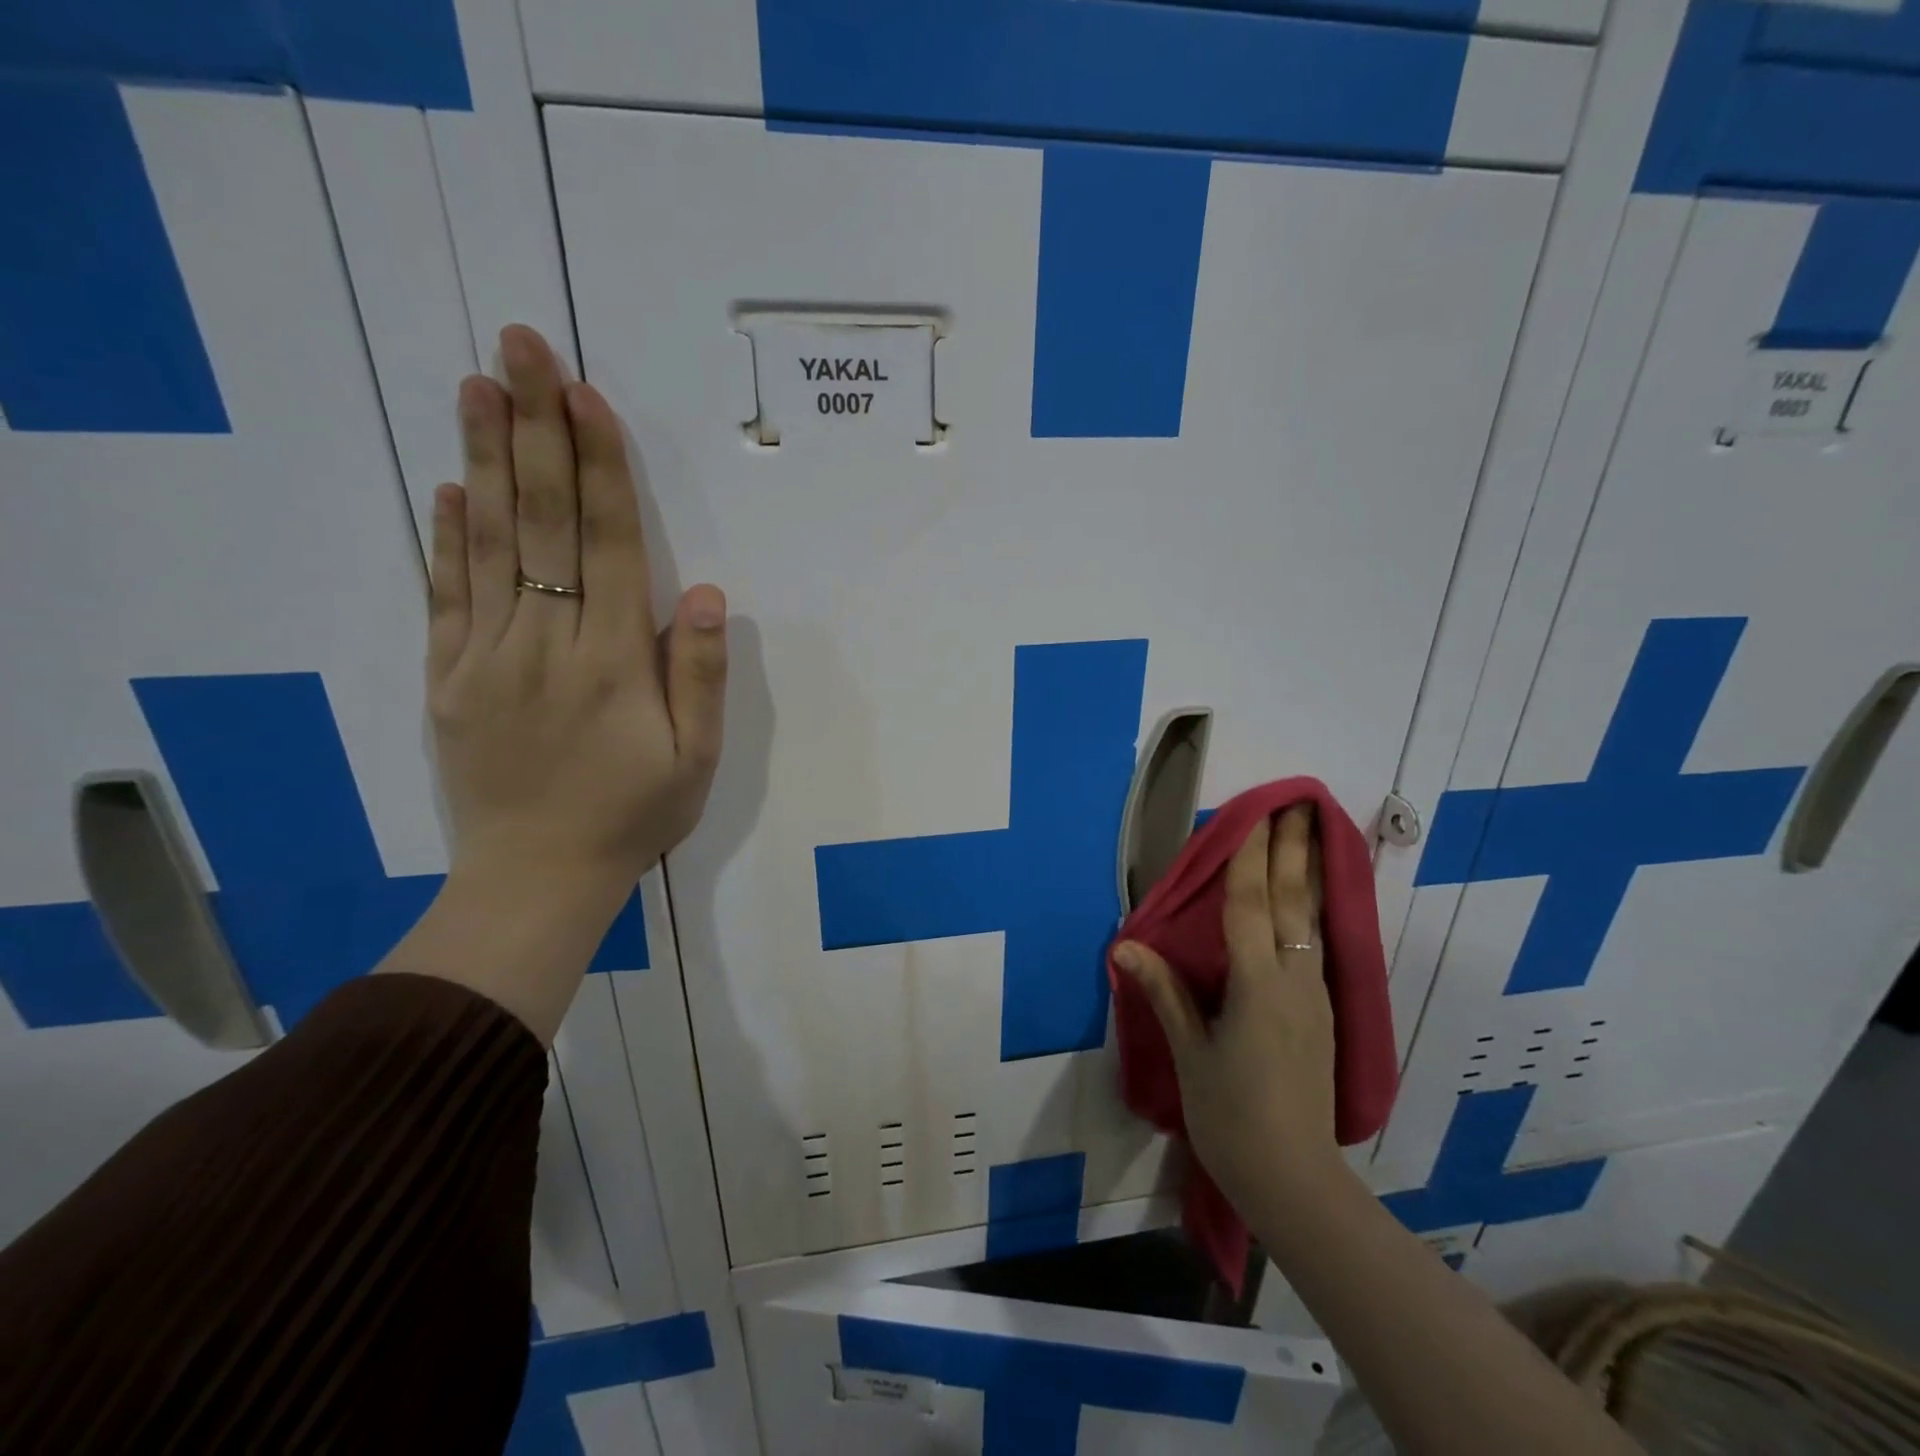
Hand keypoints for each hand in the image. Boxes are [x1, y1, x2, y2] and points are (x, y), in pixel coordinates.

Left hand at [427, 325, 726, 892]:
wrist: (536, 880)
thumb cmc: (632, 817)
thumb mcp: (696, 759)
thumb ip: (699, 675)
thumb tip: (708, 595)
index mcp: (613, 662)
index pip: (608, 545)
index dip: (600, 467)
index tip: (584, 395)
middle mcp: (546, 644)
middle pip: (544, 523)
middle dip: (535, 430)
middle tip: (519, 347)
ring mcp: (486, 658)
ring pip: (489, 545)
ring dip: (486, 461)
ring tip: (477, 387)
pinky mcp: (447, 680)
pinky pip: (446, 597)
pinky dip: (446, 538)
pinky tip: (450, 488)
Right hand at [1114, 805, 1339, 1212]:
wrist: (1294, 1180)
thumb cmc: (1230, 1116)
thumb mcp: (1190, 1053)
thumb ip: (1164, 993)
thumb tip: (1126, 946)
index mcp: (1256, 986)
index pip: (1249, 906)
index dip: (1250, 857)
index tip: (1257, 814)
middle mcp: (1294, 980)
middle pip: (1293, 902)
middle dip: (1295, 850)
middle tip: (1302, 804)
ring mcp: (1315, 997)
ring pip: (1312, 920)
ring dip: (1310, 873)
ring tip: (1314, 836)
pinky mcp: (1323, 1014)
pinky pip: (1317, 945)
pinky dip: (1313, 909)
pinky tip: (1312, 901)